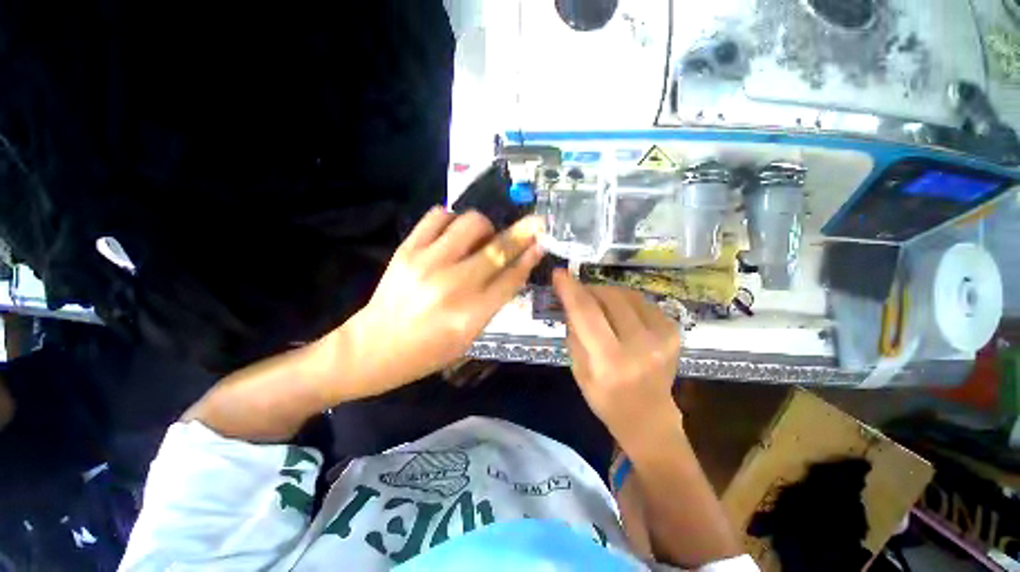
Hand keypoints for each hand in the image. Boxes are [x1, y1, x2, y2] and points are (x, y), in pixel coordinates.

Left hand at [337, 207, 543, 396]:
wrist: (374, 347)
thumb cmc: (428, 351)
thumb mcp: (470, 336)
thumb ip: (493, 302)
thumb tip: (513, 267)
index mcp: (471, 314)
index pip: (511, 277)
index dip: (529, 257)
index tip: (541, 242)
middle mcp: (453, 285)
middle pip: (498, 247)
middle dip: (522, 232)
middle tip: (532, 224)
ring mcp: (427, 263)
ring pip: (470, 223)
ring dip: (484, 227)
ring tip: (480, 238)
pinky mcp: (406, 250)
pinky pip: (438, 216)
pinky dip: (452, 219)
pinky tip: (453, 233)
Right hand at [553, 269, 681, 448]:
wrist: (648, 416)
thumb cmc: (605, 398)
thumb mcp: (578, 369)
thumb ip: (574, 331)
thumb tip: (570, 299)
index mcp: (610, 361)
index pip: (586, 313)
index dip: (570, 289)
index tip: (559, 273)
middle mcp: (640, 346)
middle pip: (609, 298)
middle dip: (589, 289)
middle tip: (578, 293)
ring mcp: (663, 337)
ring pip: (627, 295)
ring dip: (607, 293)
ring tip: (598, 304)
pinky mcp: (674, 331)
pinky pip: (642, 302)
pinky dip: (625, 301)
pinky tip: (620, 314)